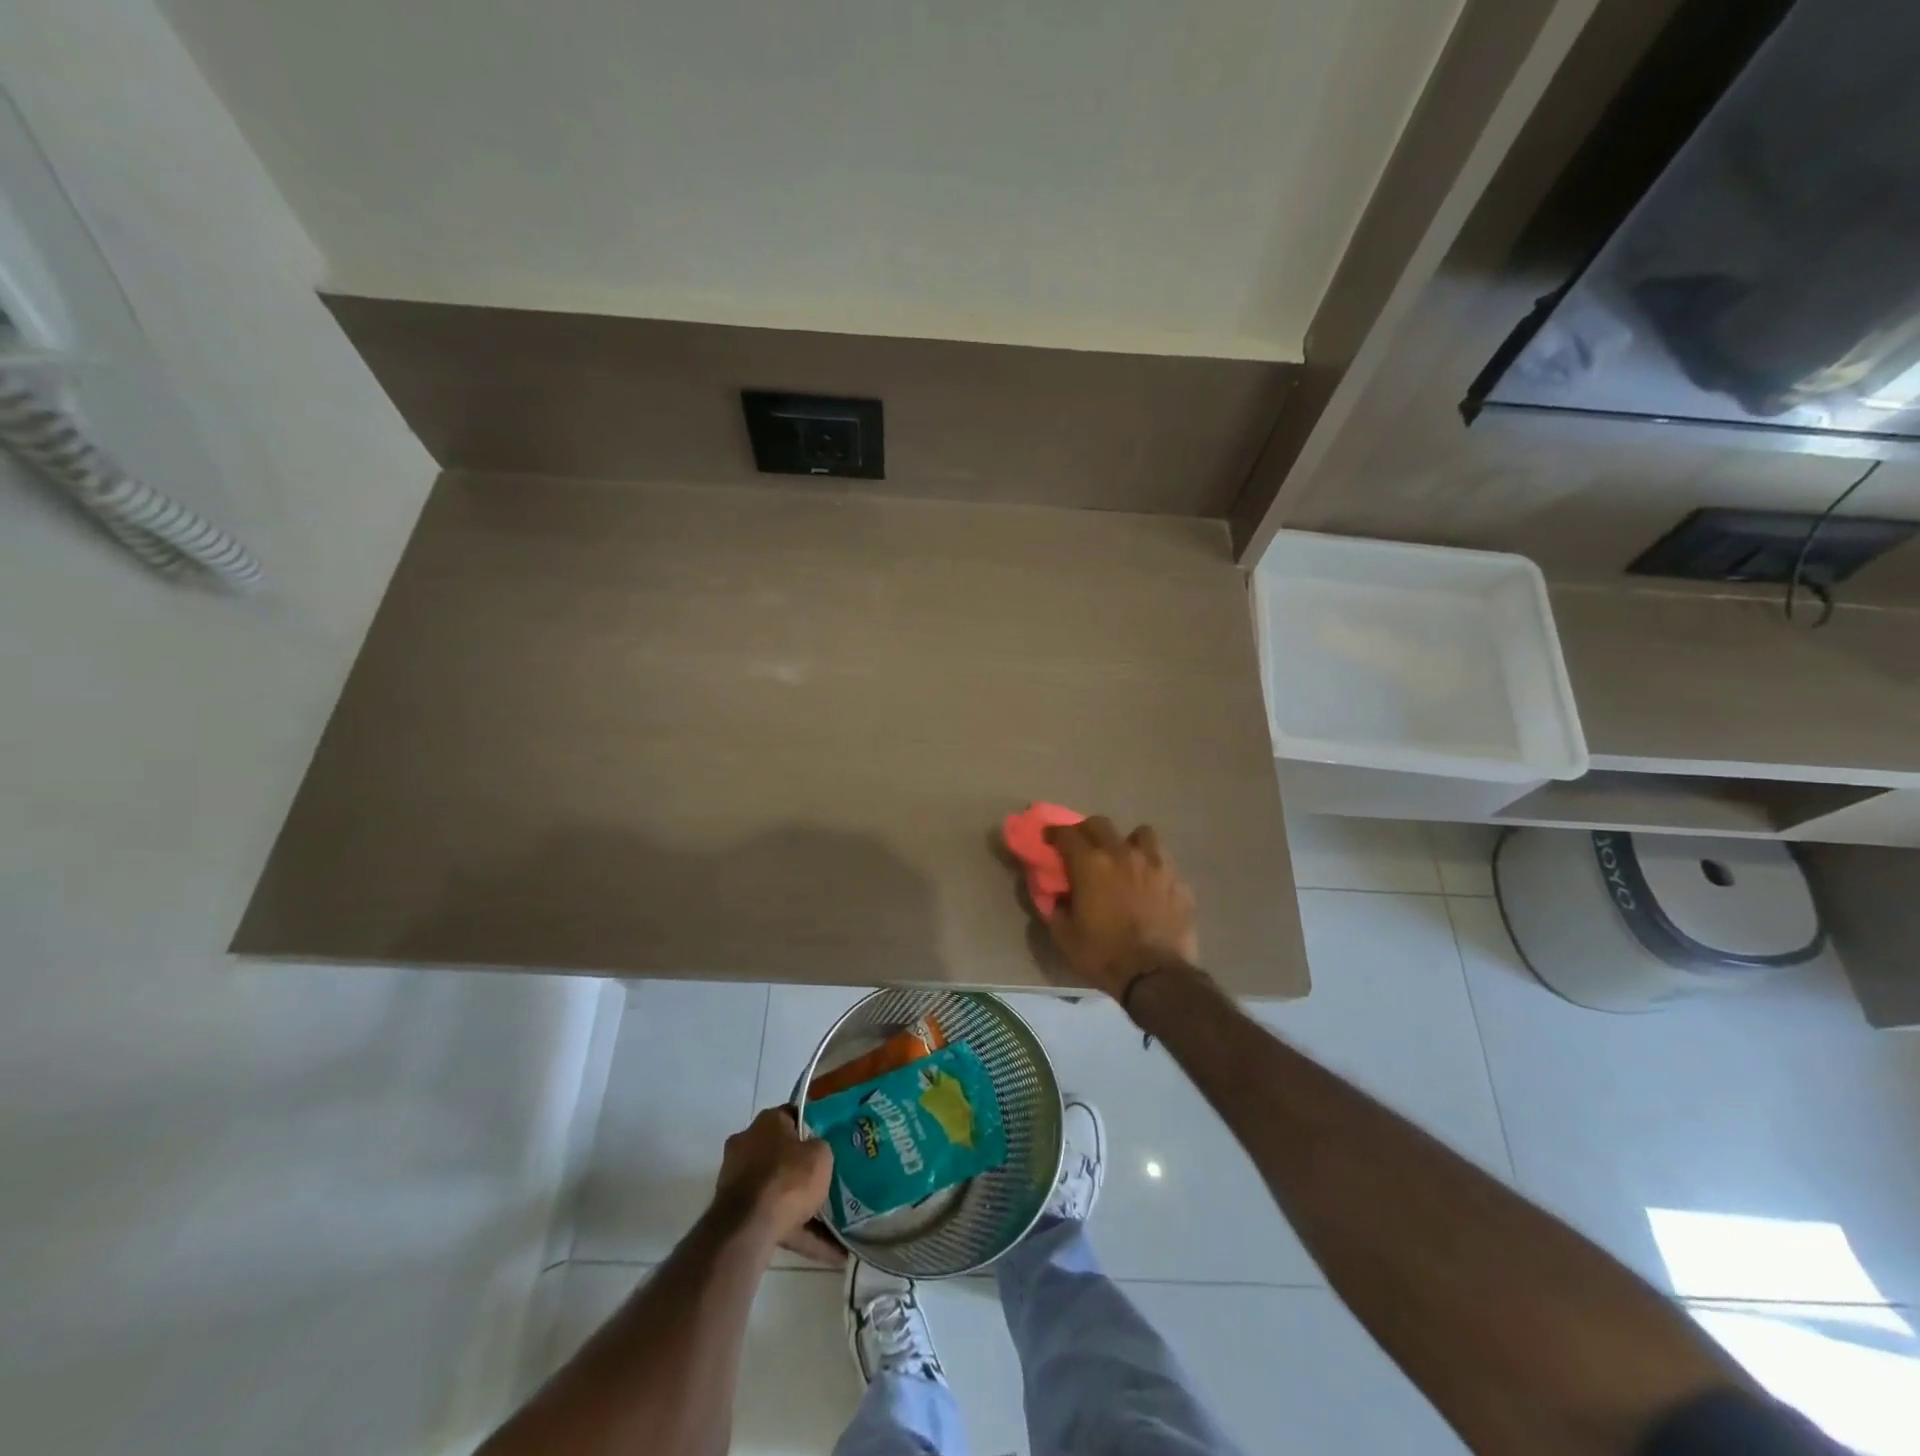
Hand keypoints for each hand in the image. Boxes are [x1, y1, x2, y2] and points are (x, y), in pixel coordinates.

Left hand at [714, 1107, 842, 1265]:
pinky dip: (795, 1231)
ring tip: (832, 1223)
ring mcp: (737, 1179)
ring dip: (799, 1204)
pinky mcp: (734, 1212)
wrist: (748, 1228)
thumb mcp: (821, 1154)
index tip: (828, 1140)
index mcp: (768, 1121)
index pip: (792, 1115)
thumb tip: (815, 1151)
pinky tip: (824, 1250)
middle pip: (781, 1153)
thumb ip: (820, 1148)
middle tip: (826, 1179)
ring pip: (775, 1189)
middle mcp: (747, 1143)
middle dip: (801, 1168)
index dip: (812, 1127)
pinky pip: (772, 1217)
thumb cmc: (788, 1178)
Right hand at [1044, 816, 1198, 999]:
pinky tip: (1149, 884)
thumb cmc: (1104, 955)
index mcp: (1091, 864)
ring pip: (1141, 834)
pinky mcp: (1178, 880)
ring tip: (1124, 858)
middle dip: (1085, 831)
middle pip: (1100, 824)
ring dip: (1127, 841)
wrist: (1156, 976)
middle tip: (1081, 847)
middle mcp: (1123, 853)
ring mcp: (1156, 864)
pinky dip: (1152, 867)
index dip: (1054, 833)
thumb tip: (1056, 895)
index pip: (1066, 834)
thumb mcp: (1065, 936)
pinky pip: (1163, 861)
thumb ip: (1056, 908)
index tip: (1048, 838)